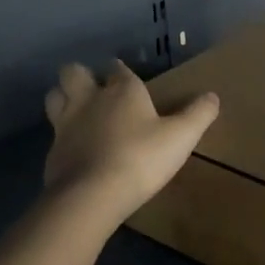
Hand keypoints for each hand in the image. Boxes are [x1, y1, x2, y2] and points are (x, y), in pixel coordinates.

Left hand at [42, 62, 219, 223]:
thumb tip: (213, 96)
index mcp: (122, 90)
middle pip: (73, 73)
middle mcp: (89, 99)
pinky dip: (63, 136)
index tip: (127, 78)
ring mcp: (66, 124)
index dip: (121, 71)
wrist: (92, 195)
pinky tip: (75, 149)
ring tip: (78, 111)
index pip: (117, 68)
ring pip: (54, 97)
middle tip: (95, 90)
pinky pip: (54, 133)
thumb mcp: (181, 137)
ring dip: (63, 98)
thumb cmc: (141, 158)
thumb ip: (198, 115)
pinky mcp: (52, 151)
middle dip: (81, 75)